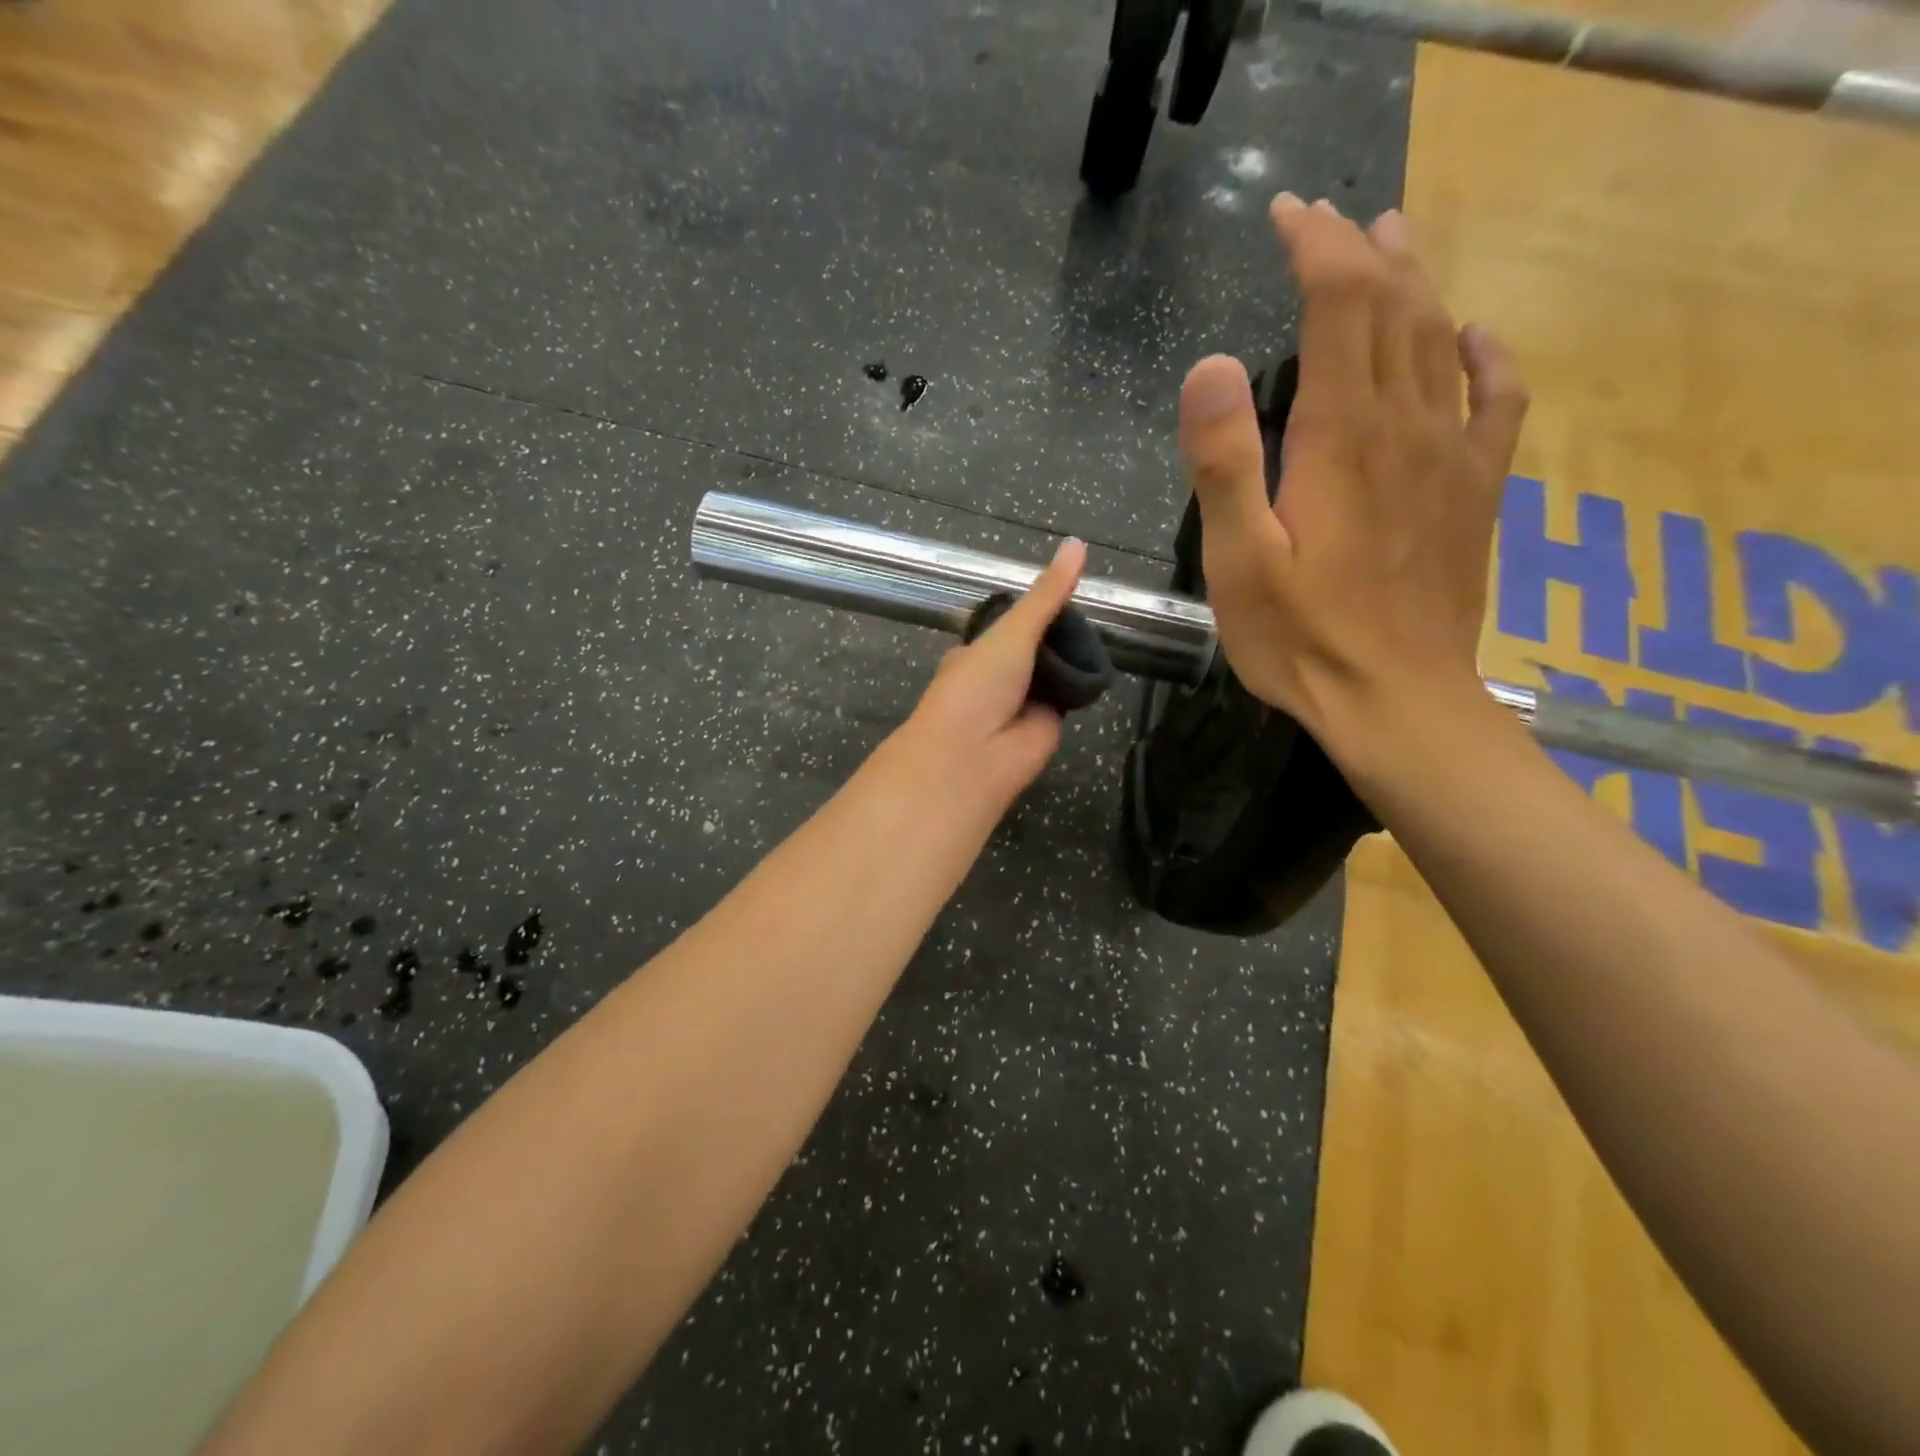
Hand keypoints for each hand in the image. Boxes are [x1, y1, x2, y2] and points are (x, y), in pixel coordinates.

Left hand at [892, 537, 1088, 805]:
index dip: (1036, 609)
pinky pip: (1072, 694)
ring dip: (1075, 656)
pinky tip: (1105, 661)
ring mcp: (1025, 701)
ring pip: (1057, 670)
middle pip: (1039, 646)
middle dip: (1061, 633)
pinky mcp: (1050, 723)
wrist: (972, 758)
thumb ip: (1046, 595)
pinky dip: (1086, 681)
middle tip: (1094, 608)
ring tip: (1105, 627)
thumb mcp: (1012, 632)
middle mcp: (1000, 677)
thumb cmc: (978, 687)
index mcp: (978, 653)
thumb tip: (1077, 543)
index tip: (1066, 588)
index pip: (1011, 624)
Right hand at [1176, 194, 1529, 761]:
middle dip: (1360, 251)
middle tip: (1329, 219)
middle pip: (1395, 308)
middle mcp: (1407, 427)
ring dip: (1417, 283)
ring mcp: (1452, 457)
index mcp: (1342, 437)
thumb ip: (1224, 463)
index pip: (1340, 306)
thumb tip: (1209, 365)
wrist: (1396, 701)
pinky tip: (1478, 338)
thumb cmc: (1301, 638)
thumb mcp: (1239, 560)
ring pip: (1442, 340)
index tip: (1286, 213)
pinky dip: (1489, 356)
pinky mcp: (1475, 493)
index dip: (1315, 247)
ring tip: (1395, 242)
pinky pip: (1498, 402)